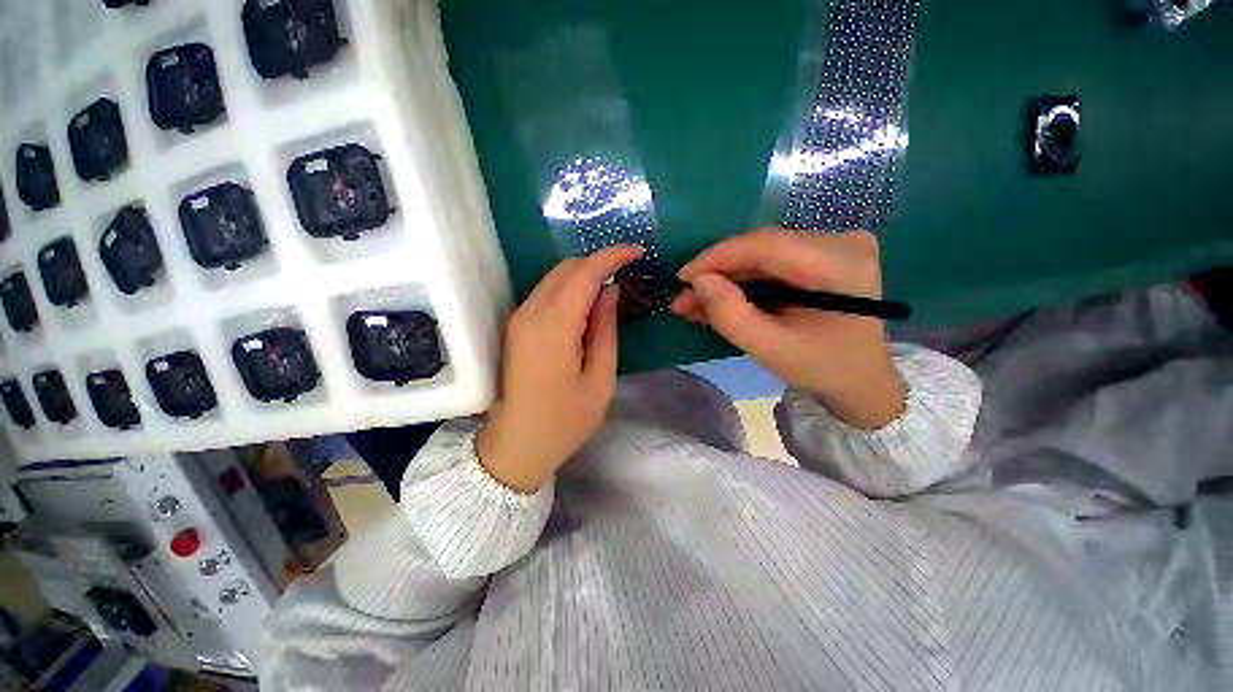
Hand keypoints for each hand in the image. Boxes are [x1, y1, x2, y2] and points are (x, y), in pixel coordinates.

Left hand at [477, 245, 644, 492]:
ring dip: (584, 275)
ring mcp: (518, 318)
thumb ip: (605, 330)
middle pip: (566, 268)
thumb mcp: (599, 380)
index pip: (584, 274)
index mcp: (553, 328)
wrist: (516, 446)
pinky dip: (570, 289)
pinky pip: (546, 293)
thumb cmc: (564, 421)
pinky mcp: (516, 326)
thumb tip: (610, 292)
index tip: (637, 251)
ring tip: (612, 289)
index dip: (611, 256)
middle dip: (598, 262)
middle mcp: (530, 314)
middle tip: (627, 272)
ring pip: (554, 278)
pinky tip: (588, 305)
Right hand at [672, 229, 904, 428]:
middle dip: (717, 273)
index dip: (718, 257)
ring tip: (694, 303)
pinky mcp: (821, 253)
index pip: (767, 246)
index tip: (683, 277)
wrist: (860, 378)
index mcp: (841, 265)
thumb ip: (731, 315)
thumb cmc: (821, 368)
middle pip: (762, 249)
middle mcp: (842, 242)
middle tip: (684, 298)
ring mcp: (833, 245)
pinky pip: (770, 261)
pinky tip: (718, 297)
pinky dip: (742, 280)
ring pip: (760, 255)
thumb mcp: (771, 349)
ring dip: (725, 278)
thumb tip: (699, 281)